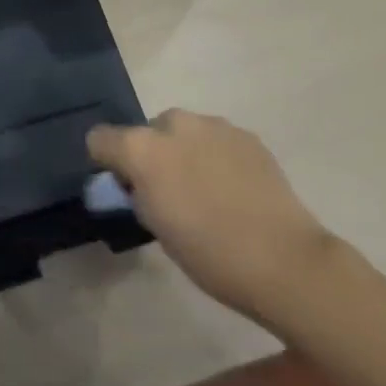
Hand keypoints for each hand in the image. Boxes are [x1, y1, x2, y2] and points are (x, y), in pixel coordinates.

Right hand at [87, 110, 339, 325]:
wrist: (285, 261)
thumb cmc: (210, 254)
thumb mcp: (157, 228)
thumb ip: (139, 195)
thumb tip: (139, 185)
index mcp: (142, 148)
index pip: (100, 139)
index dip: (107, 161)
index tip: (124, 187)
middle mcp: (173, 124)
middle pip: (147, 131)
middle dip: (153, 154)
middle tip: (171, 193)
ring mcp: (213, 125)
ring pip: (184, 133)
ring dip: (185, 152)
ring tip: (209, 191)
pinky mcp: (245, 135)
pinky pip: (217, 140)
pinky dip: (217, 156)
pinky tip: (236, 189)